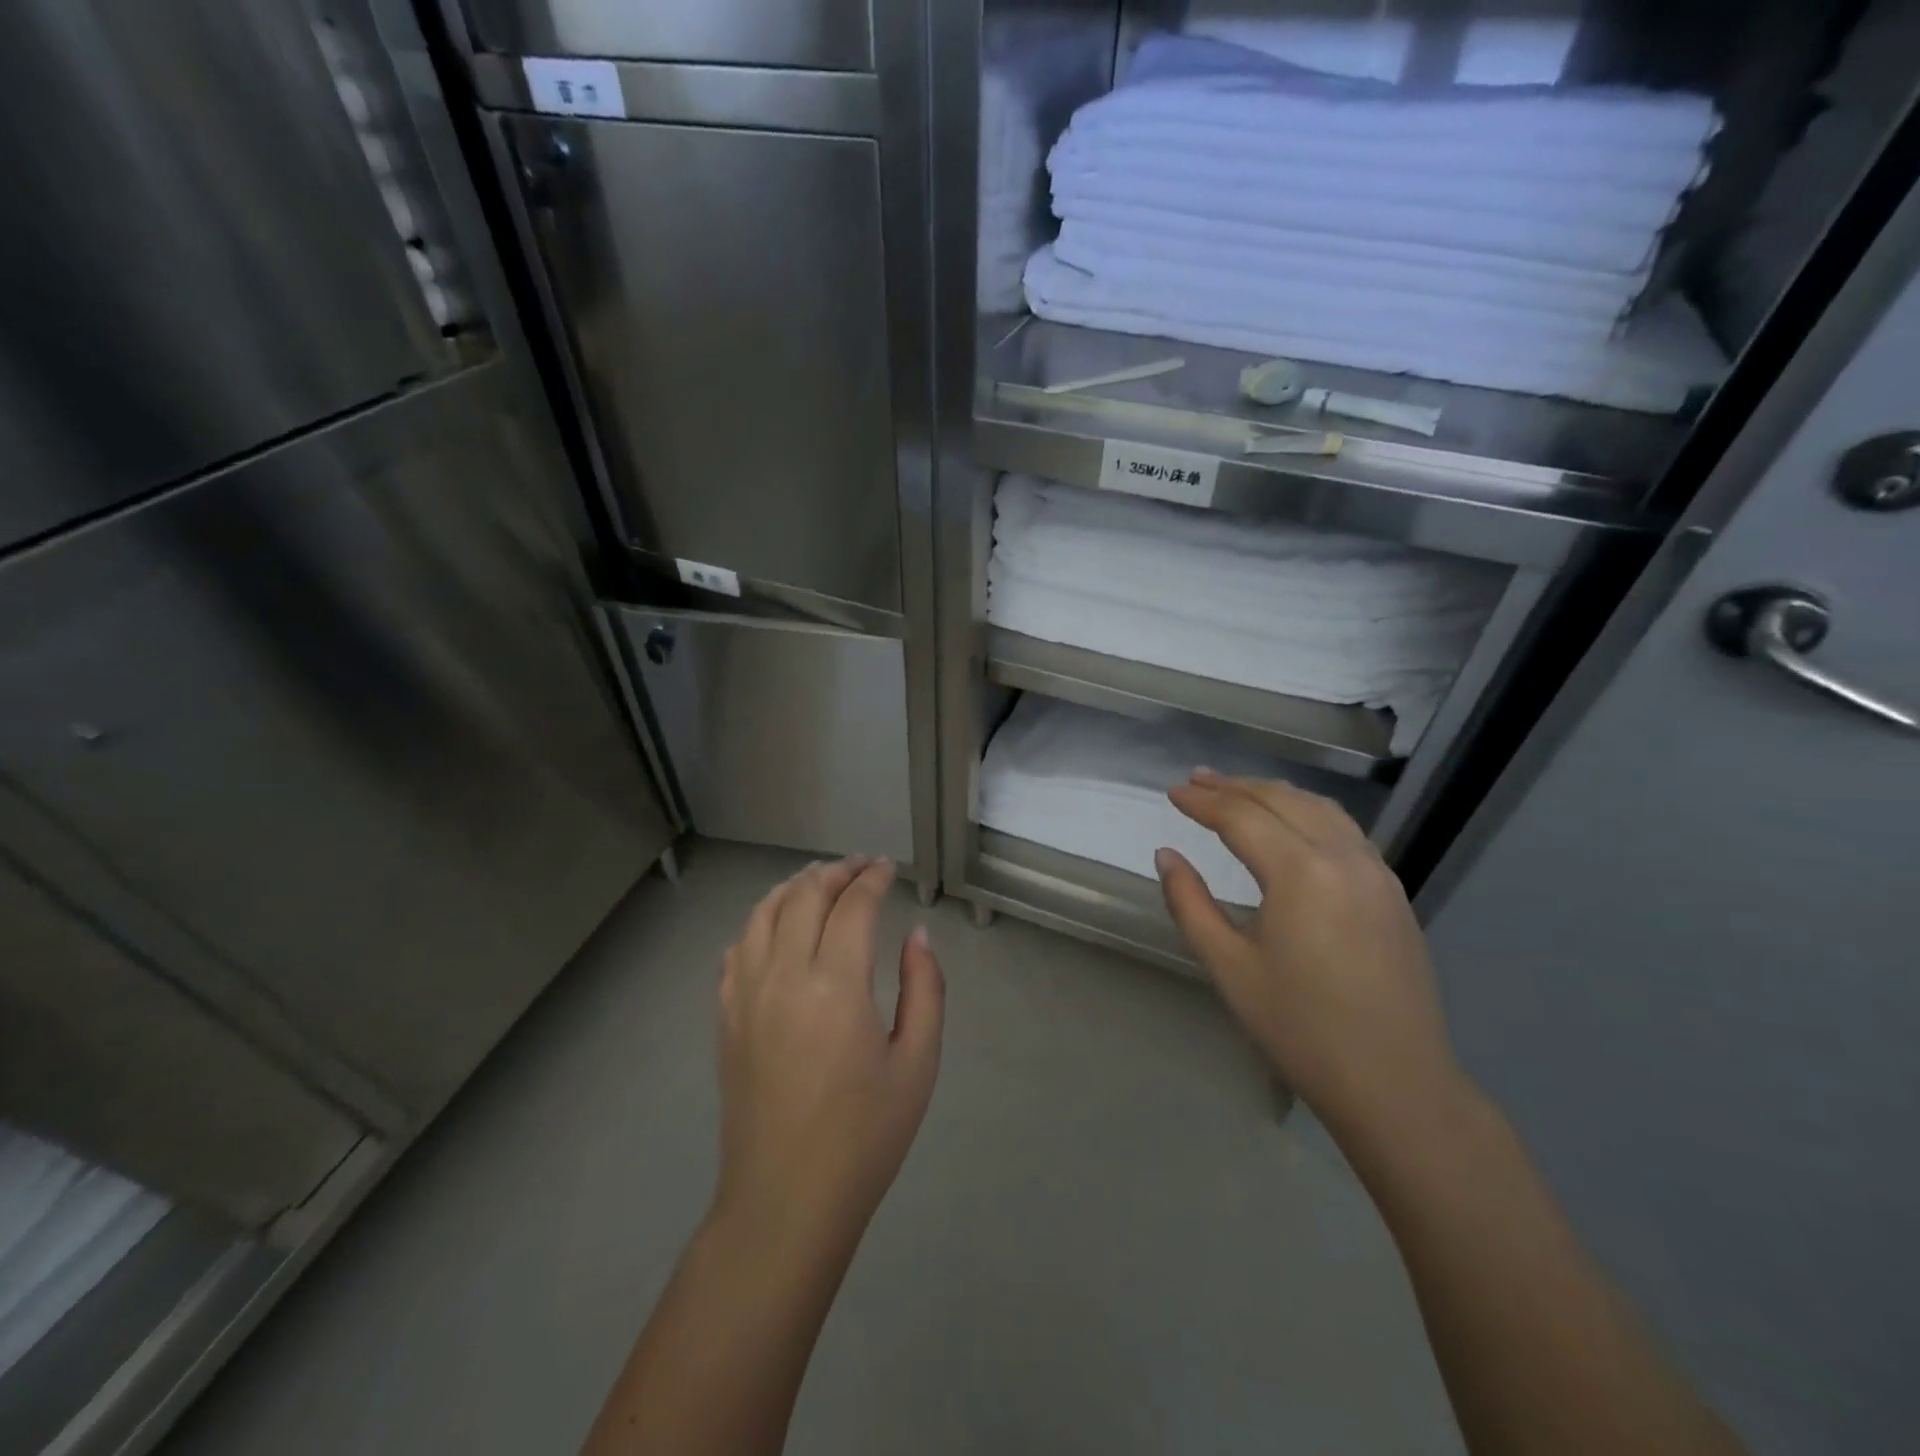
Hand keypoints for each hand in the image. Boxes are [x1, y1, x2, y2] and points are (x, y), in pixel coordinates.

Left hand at [714, 858, 944, 1246]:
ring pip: (762, 913)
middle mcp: (783, 975)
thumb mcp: (917, 1063)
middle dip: (836, 872)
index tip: (889, 869)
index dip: (873, 878)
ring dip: (793, 887)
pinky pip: (737, 949)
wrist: (785, 1201)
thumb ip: (924, 989)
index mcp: (835, 985)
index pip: (852, 905)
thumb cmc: (863, 1137)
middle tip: (861, 867)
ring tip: (818, 881)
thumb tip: (916, 936)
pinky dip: (759, 923)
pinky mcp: (726, 1018)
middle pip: (804, 896)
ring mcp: (745, 995)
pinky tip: (775, 928)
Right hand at [1155, 771, 1462, 1139]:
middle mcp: (1343, 857)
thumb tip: (1166, 856)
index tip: (1171, 793)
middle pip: (1282, 800)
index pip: (1242, 817)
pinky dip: (1308, 812)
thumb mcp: (1229, 967)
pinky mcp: (1392, 892)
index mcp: (1301, 873)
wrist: (1395, 1083)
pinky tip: (1292, 824)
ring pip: (1319, 809)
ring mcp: (1375, 872)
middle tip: (1196, 781)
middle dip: (1235, 787)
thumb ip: (1190, 904)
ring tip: (1238, 791)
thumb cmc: (1300, 1028)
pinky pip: (1345, 831)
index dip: (1203, 802)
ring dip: (1274, 793)